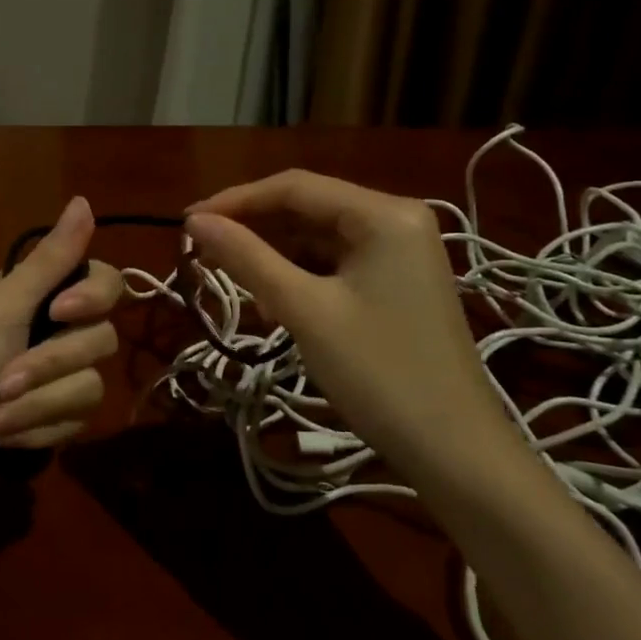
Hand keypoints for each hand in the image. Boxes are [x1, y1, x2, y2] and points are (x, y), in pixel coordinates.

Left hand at [0, 196, 124, 497]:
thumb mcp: (2, 308)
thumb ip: (50, 260)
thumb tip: (83, 200)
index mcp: (38, 294)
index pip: (104, 281)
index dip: (92, 298)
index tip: (59, 313)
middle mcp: (54, 330)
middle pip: (100, 340)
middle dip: (47, 368)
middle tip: (2, 380)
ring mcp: (58, 378)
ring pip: (90, 389)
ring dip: (33, 408)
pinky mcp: (57, 420)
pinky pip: (75, 424)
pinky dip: (33, 431)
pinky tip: (0, 439)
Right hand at [185, 171, 525, 484]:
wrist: (455, 451)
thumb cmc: (378, 373)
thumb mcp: (304, 310)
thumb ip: (247, 258)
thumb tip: (194, 222)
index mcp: (384, 214)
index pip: (294, 187)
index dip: (234, 201)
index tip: (185, 224)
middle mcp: (397, 220)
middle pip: (306, 209)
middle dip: (253, 230)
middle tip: (201, 254)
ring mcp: (400, 253)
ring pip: (317, 239)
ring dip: (273, 258)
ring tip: (236, 287)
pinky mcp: (397, 283)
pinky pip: (334, 264)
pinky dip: (299, 278)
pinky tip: (274, 307)